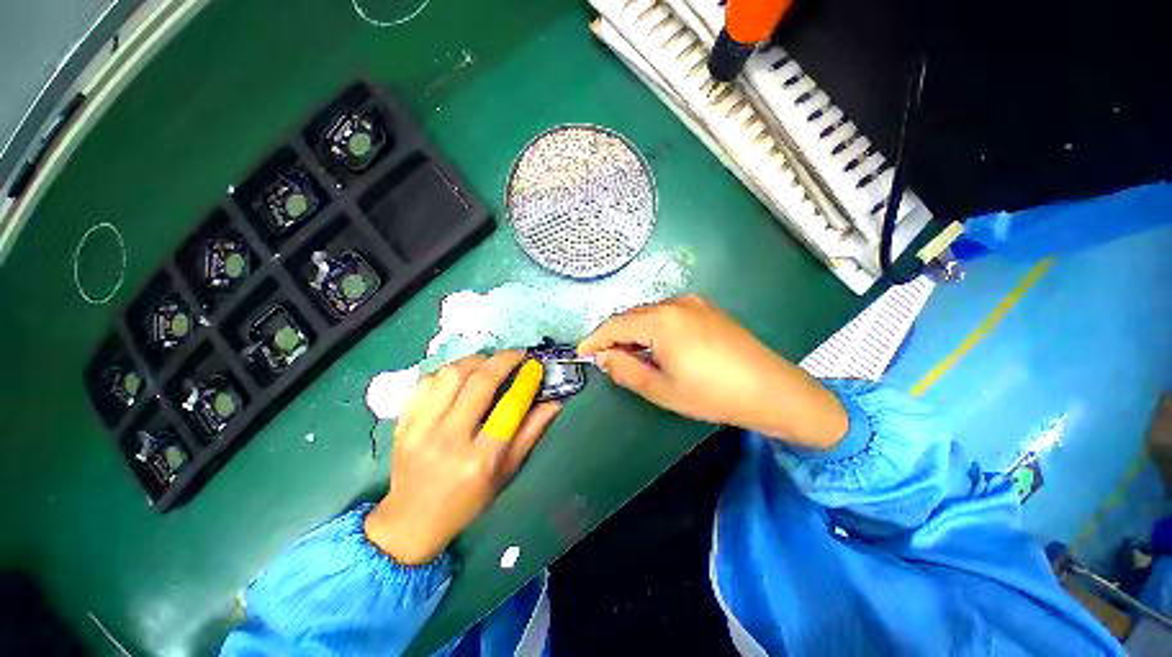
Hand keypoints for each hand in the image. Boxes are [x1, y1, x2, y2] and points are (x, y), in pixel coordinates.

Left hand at [364, 351, 560, 564]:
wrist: (411, 520)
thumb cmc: (468, 501)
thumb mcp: (506, 472)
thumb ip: (531, 433)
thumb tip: (555, 402)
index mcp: (480, 459)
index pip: (510, 407)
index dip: (526, 380)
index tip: (535, 366)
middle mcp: (448, 440)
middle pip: (479, 382)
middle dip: (503, 359)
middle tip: (516, 355)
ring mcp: (420, 429)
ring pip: (451, 374)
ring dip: (476, 361)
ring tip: (488, 363)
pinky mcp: (402, 422)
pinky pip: (427, 381)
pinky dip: (448, 371)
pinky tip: (460, 376)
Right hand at [578, 295, 846, 448]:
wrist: (771, 390)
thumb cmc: (712, 394)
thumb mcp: (661, 389)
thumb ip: (624, 370)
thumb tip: (603, 356)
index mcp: (661, 320)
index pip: (615, 324)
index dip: (595, 339)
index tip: (581, 353)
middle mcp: (675, 302)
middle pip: (632, 316)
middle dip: (615, 336)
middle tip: (607, 360)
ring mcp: (694, 303)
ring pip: (650, 314)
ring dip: (635, 333)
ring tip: (633, 357)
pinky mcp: (706, 308)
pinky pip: (668, 315)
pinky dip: (654, 329)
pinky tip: (660, 348)